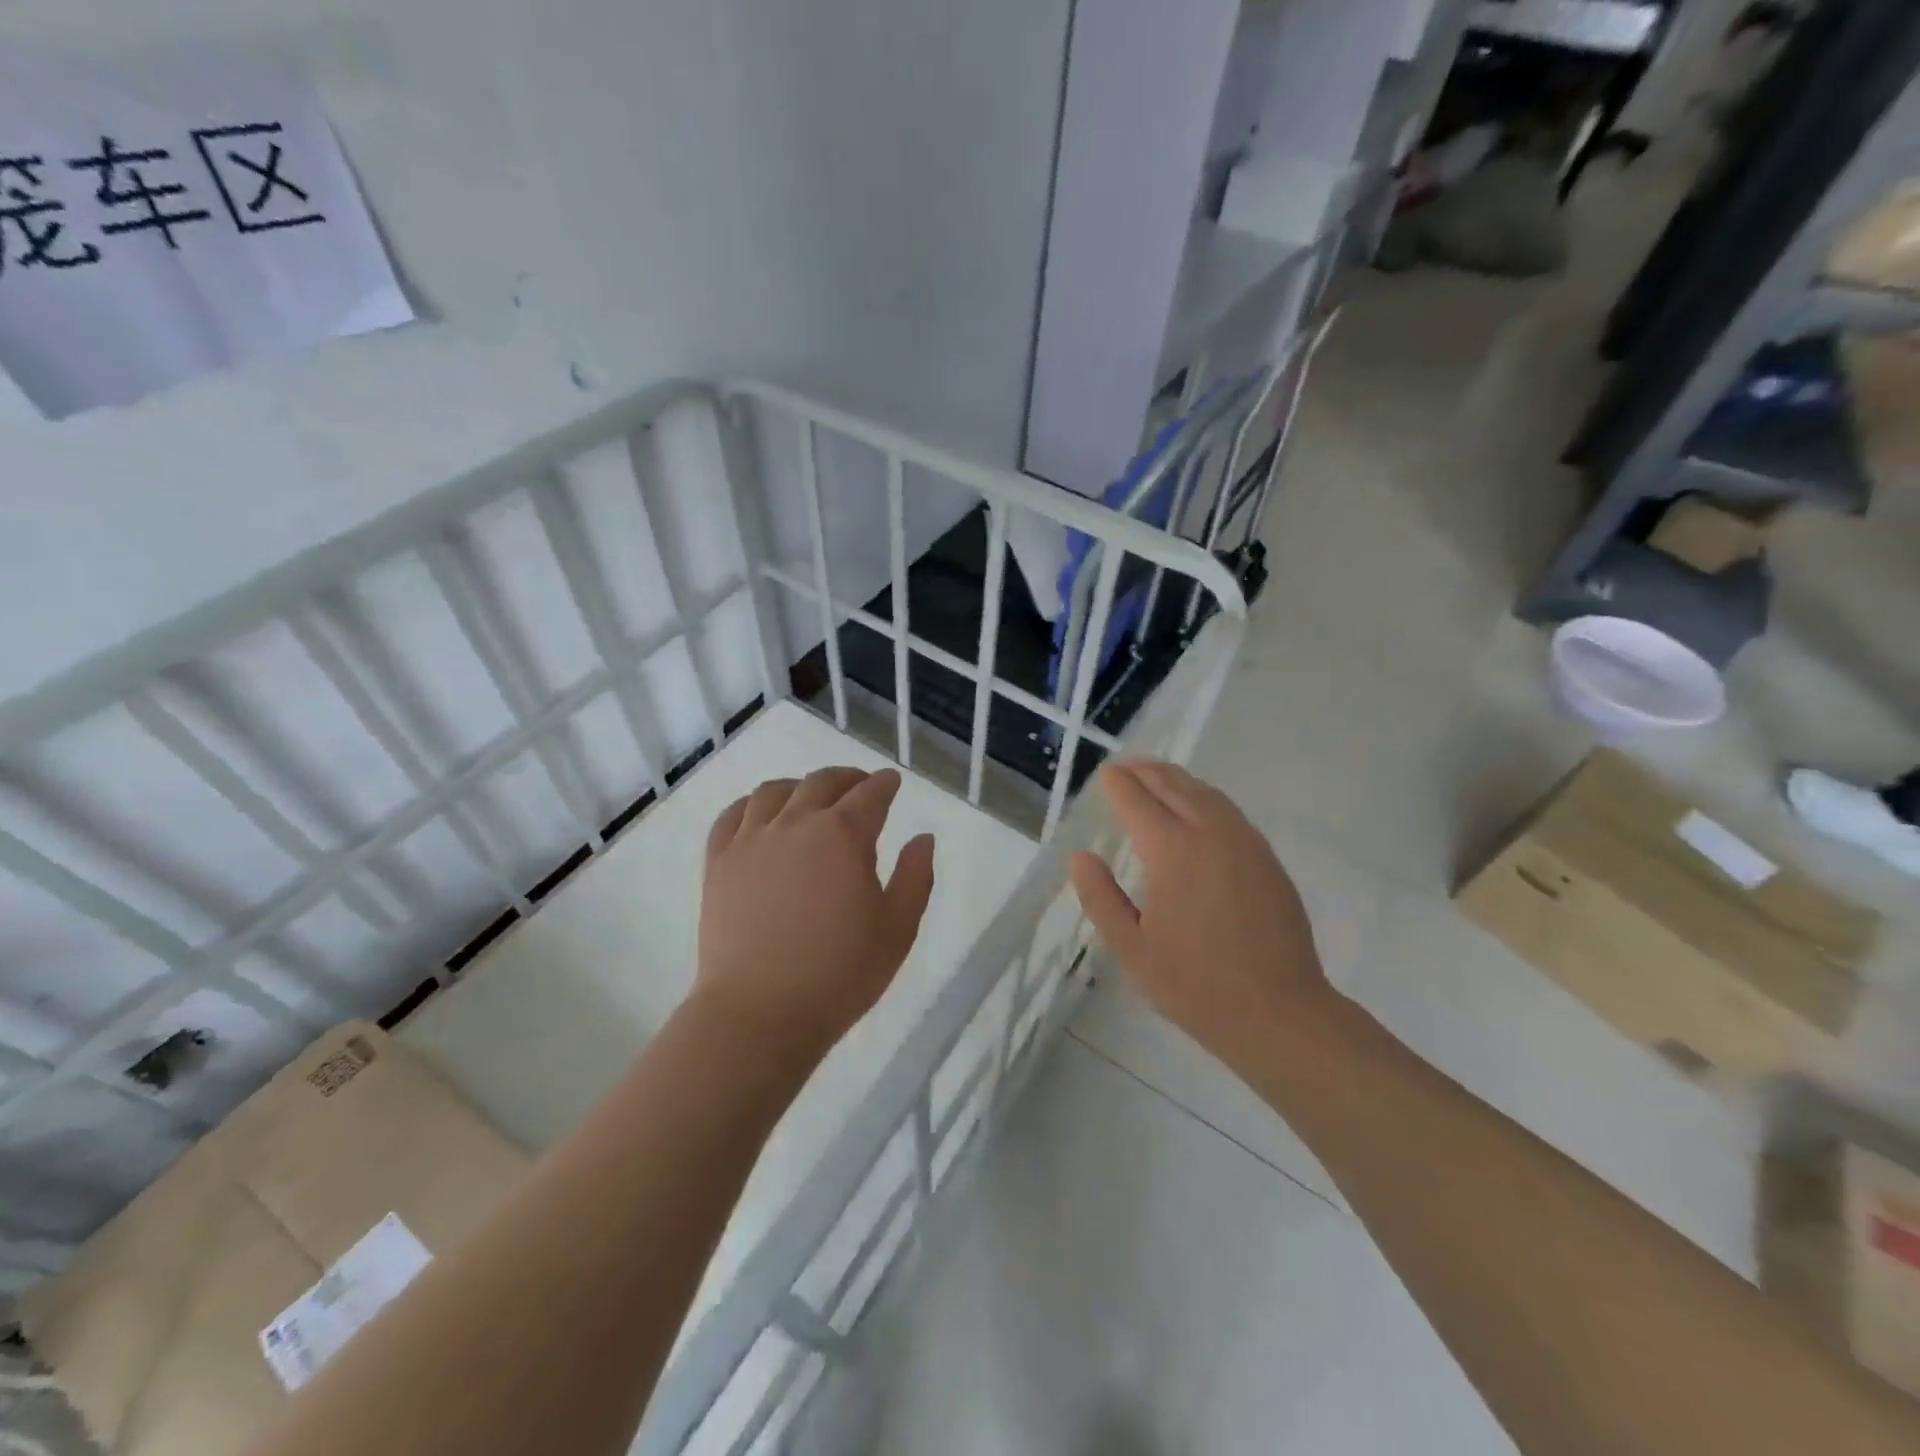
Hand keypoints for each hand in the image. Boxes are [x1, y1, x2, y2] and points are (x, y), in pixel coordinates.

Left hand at [696, 767, 935, 1064]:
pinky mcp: (719, 862)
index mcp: (844, 835)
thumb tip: (922, 838)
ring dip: (800, 786)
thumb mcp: (897, 929)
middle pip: (822, 783)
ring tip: (810, 798)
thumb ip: (915, 876)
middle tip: (859, 786)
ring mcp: (751, 840)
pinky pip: (732, 815)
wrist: (759, 1014)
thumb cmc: (839, 975)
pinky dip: (751, 804)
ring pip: (774, 791)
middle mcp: (796, 824)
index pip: (870, 794)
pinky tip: (760, 814)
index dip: (885, 784)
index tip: (892, 783)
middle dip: (847, 779)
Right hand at [1068, 760, 1340, 1070]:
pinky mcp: (1267, 858)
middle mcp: (1211, 833)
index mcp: (1172, 851)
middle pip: (1174, 785)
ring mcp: (1245, 842)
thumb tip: (1081, 856)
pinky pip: (1229, 811)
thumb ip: (1101, 897)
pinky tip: (1197, 810)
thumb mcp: (1131, 948)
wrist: (1279, 1013)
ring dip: (1177, 779)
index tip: (1104, 775)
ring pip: (1206, 793)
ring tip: (1156, 778)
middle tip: (1125, 768)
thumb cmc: (1194, 985)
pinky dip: (1204, 797)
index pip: (1137, 800)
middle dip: (1146, 772)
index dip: (1118, 784)